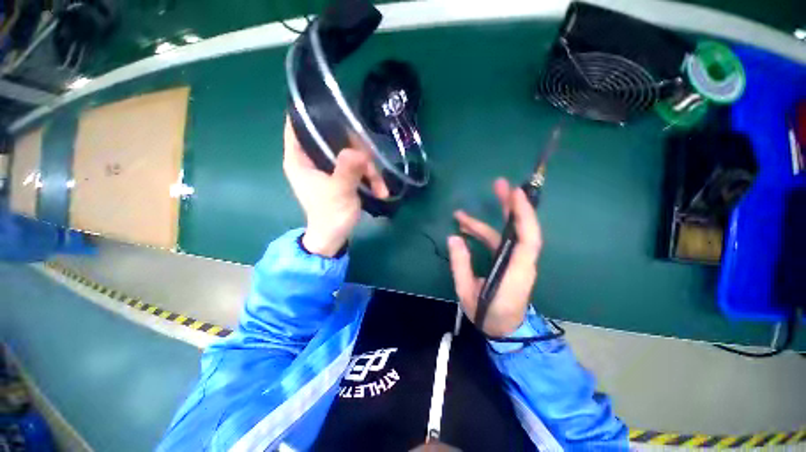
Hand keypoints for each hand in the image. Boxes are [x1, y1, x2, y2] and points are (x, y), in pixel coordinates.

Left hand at [283, 118, 388, 256]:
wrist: (334, 237)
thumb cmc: (330, 215)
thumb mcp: (339, 192)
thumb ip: (347, 171)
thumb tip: (360, 151)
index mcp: (299, 159)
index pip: (297, 125)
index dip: (311, 112)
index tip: (335, 108)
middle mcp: (311, 159)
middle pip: (332, 139)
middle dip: (356, 149)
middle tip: (371, 163)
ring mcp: (327, 168)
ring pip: (349, 154)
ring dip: (368, 169)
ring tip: (380, 187)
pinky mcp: (340, 176)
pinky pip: (356, 167)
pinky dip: (368, 177)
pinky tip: (380, 190)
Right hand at [447, 178, 542, 335]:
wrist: (504, 330)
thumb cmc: (488, 314)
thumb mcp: (467, 292)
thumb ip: (461, 265)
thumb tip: (454, 238)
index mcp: (516, 270)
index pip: (527, 238)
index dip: (523, 214)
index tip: (515, 193)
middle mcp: (520, 261)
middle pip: (522, 228)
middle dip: (512, 205)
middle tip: (499, 184)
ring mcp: (514, 260)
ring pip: (506, 234)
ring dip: (486, 221)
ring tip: (460, 214)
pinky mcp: (507, 261)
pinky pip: (497, 241)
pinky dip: (481, 233)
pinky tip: (464, 230)